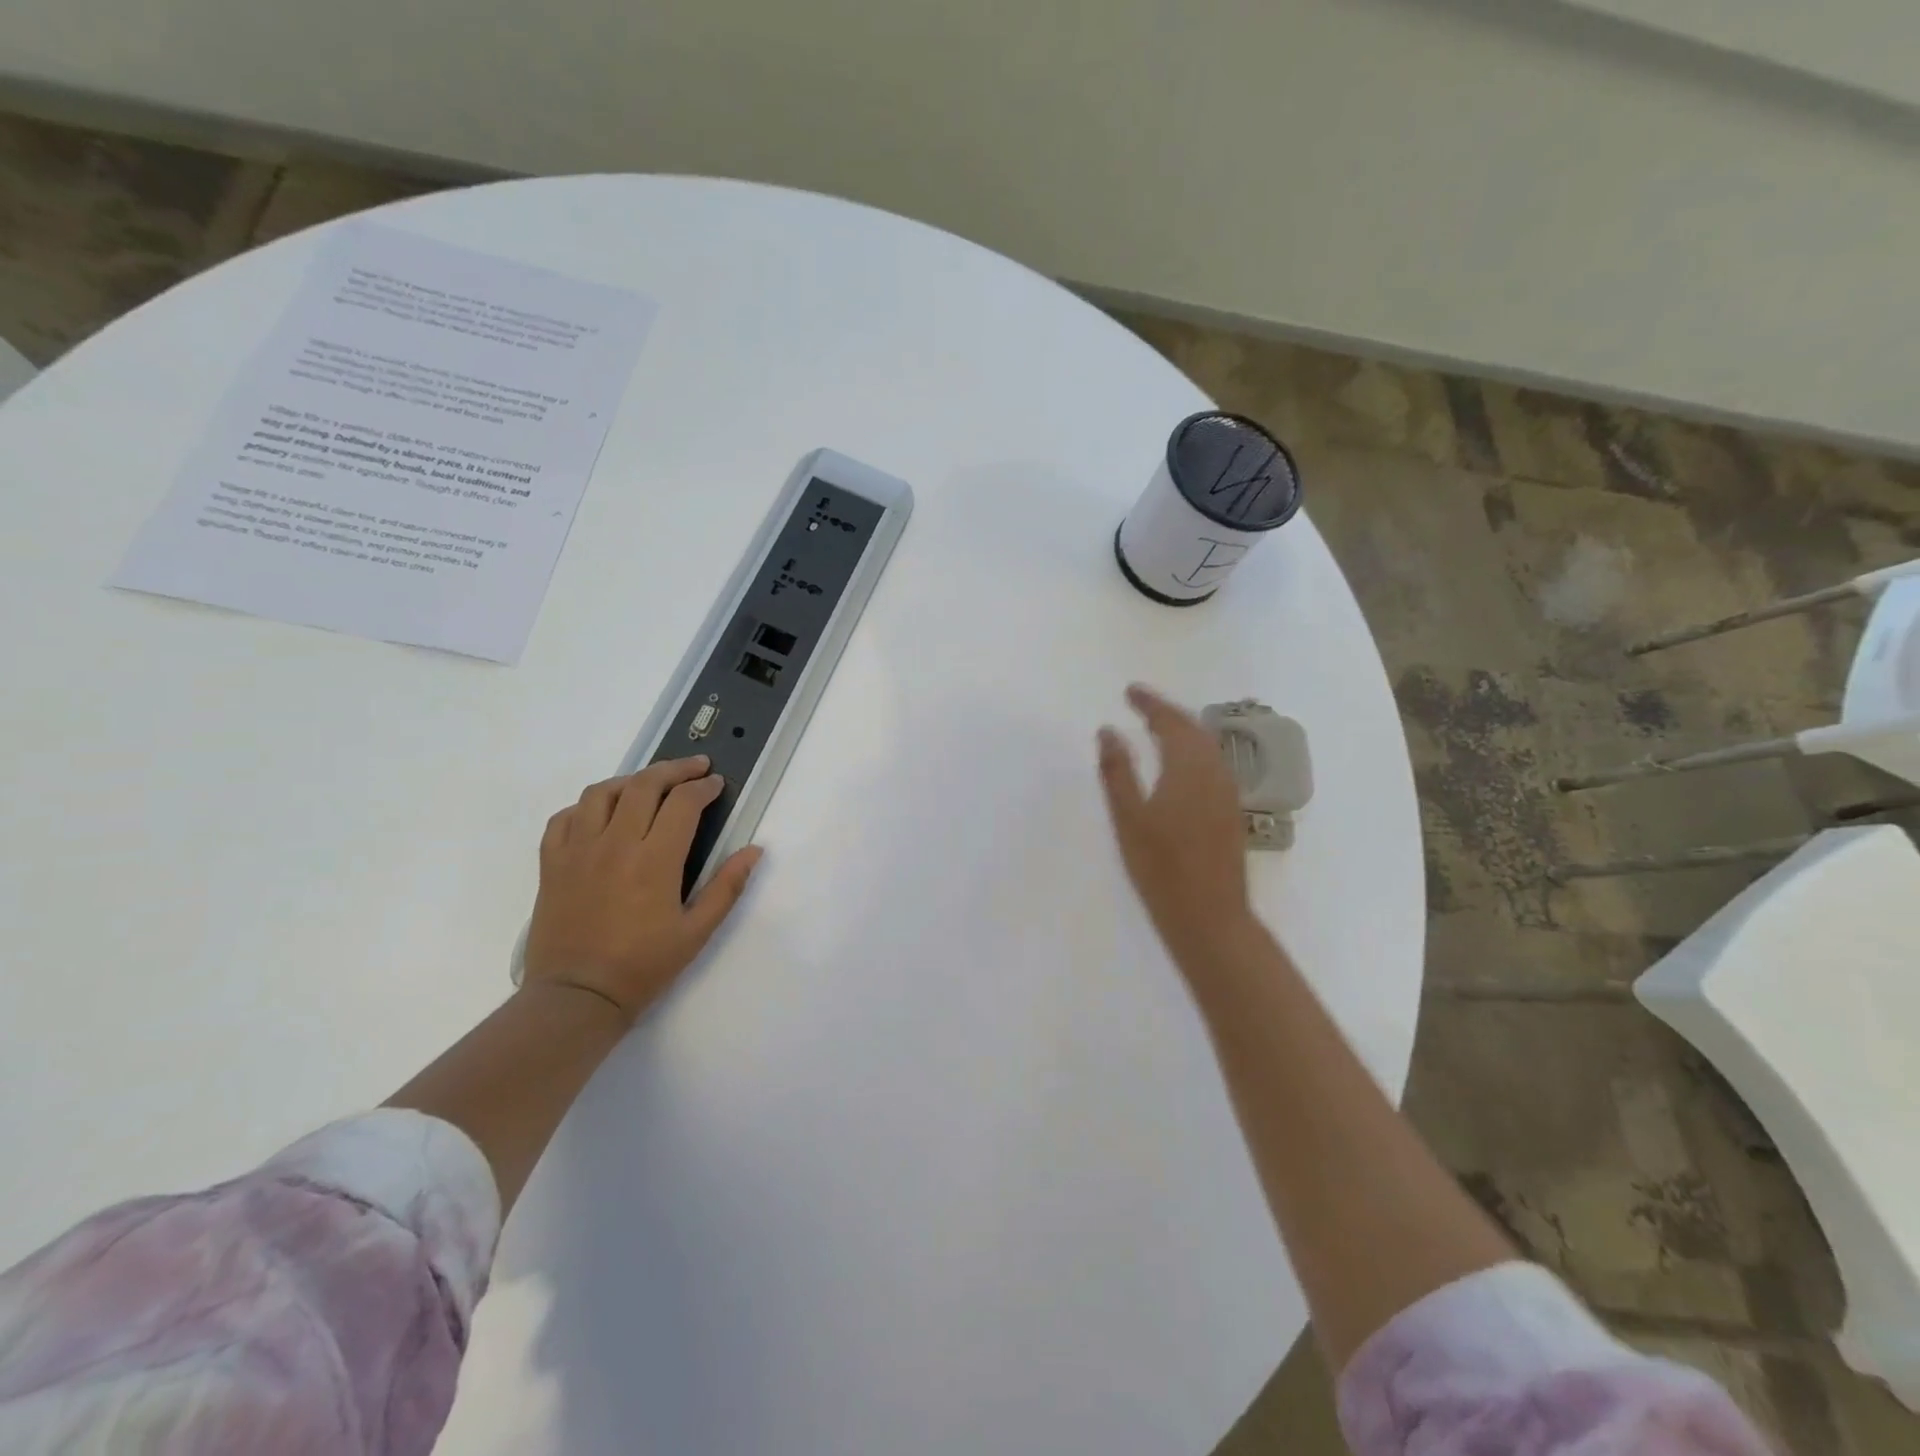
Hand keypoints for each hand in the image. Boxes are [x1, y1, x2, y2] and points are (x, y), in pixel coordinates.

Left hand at [523, 757, 761, 1023]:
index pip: (683, 803)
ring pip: (601, 792)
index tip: (716, 785)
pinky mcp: (551, 864)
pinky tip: (601, 814)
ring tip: (649, 784)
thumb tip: (754, 850)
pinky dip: (586, 806)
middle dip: (674, 769)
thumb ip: (727, 887)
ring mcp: (578, 851)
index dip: (703, 787)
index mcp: (654, 861)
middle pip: (644, 785)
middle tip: (694, 768)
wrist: (576, 998)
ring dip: (631, 781)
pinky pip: (564, 818)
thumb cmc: (643, 966)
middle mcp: (615, 844)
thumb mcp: (697, 932)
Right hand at [1097, 685, 1254, 963]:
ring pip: (1207, 747)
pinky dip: (1193, 751)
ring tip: (1156, 727)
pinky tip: (1178, 764)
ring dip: (1183, 730)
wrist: (1209, 916)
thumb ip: (1117, 771)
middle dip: (1167, 712)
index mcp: (1188, 768)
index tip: (1130, 690)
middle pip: (1194, 729)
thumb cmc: (1160, 868)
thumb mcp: (1128, 818)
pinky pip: (1212, 764)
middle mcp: (1214, 773)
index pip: (1171, 722)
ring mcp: (1227, 793)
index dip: (1150, 703)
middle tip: (1141, 705)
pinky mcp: (1230, 812)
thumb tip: (1108, 731)